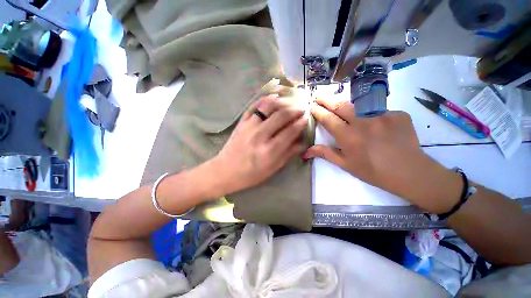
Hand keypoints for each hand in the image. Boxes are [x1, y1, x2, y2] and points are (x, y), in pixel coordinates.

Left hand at [212, 95, 307, 194]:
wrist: (226, 170)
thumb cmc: (251, 174)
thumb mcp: (272, 168)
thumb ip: (288, 154)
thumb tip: (302, 142)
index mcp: (270, 150)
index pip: (290, 131)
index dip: (301, 123)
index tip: (306, 118)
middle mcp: (260, 135)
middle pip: (282, 116)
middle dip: (295, 110)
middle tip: (301, 108)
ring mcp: (249, 126)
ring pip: (269, 107)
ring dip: (282, 102)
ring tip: (290, 102)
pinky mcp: (241, 122)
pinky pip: (254, 106)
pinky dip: (265, 99)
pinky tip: (273, 97)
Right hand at [303, 97, 461, 212]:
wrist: (410, 172)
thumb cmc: (372, 171)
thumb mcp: (345, 164)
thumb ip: (325, 153)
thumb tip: (306, 151)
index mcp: (348, 136)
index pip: (328, 119)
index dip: (318, 111)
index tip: (311, 106)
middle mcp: (364, 122)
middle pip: (341, 105)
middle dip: (327, 100)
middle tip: (318, 96)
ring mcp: (382, 115)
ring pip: (359, 105)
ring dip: (347, 105)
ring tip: (342, 108)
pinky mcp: (397, 114)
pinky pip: (379, 111)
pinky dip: (372, 115)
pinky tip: (376, 124)